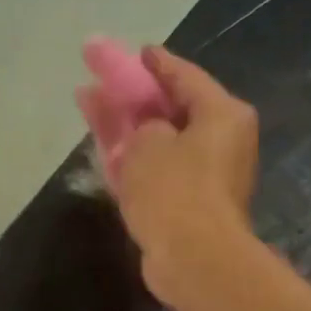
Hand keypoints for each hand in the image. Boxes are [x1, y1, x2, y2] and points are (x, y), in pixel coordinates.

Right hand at [111, 46, 258, 305]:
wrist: (194, 259)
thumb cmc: (175, 189)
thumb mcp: (147, 142)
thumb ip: (139, 123)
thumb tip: (145, 132)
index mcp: (222, 115)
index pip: (184, 76)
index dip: (154, 63)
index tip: (134, 52)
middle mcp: (221, 140)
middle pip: (169, 107)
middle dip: (131, 93)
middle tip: (100, 74)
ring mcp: (206, 175)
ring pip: (158, 139)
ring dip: (124, 123)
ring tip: (87, 101)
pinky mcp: (189, 204)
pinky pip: (157, 169)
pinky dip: (131, 156)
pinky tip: (102, 144)